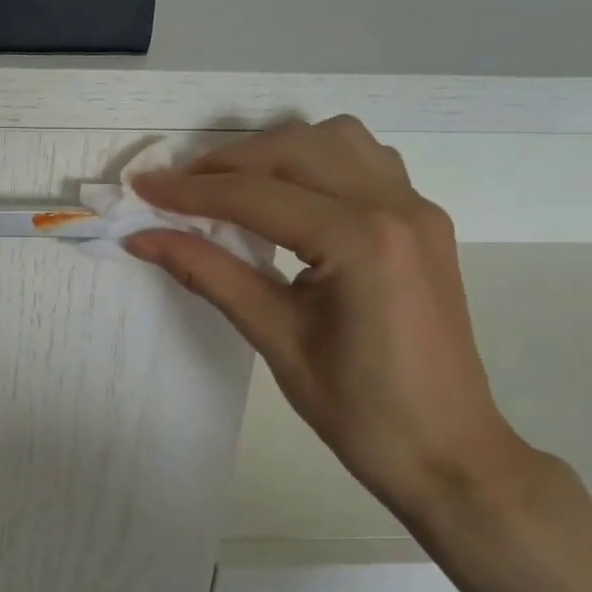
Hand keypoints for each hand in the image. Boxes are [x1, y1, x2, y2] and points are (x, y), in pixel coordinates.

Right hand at [126, 117, 535, 518]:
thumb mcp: (275, 338)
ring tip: (231, 185)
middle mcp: (395, 207)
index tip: (141, 188)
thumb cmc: (360, 411)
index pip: (256, 196)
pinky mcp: (424, 220)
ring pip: (336, 138)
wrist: (449, 453)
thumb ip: (208, 274)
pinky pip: (365, 159)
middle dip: (226, 162)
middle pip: (293, 149)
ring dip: (275, 150)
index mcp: (360, 241)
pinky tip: (290, 194)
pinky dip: (316, 160)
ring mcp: (417, 209)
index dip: (190, 191)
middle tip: (178, 191)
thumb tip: (142, 238)